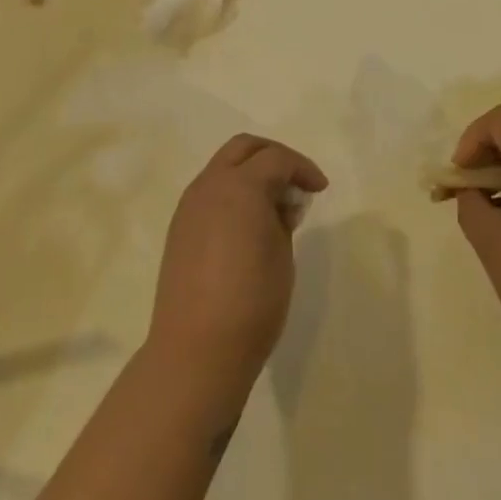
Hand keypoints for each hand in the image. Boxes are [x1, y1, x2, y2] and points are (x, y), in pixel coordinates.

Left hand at [147, 134, 327, 406]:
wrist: (196, 351)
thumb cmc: (252, 303)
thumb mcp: (282, 256)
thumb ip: (282, 218)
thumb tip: (279, 204)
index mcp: (240, 186)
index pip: (276, 159)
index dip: (303, 168)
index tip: (321, 189)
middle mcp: (210, 185)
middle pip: (243, 148)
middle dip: (274, 156)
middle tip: (296, 181)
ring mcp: (190, 206)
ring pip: (223, 167)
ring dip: (250, 172)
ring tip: (275, 204)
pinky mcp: (179, 228)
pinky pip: (210, 192)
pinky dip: (232, 192)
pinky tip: (248, 222)